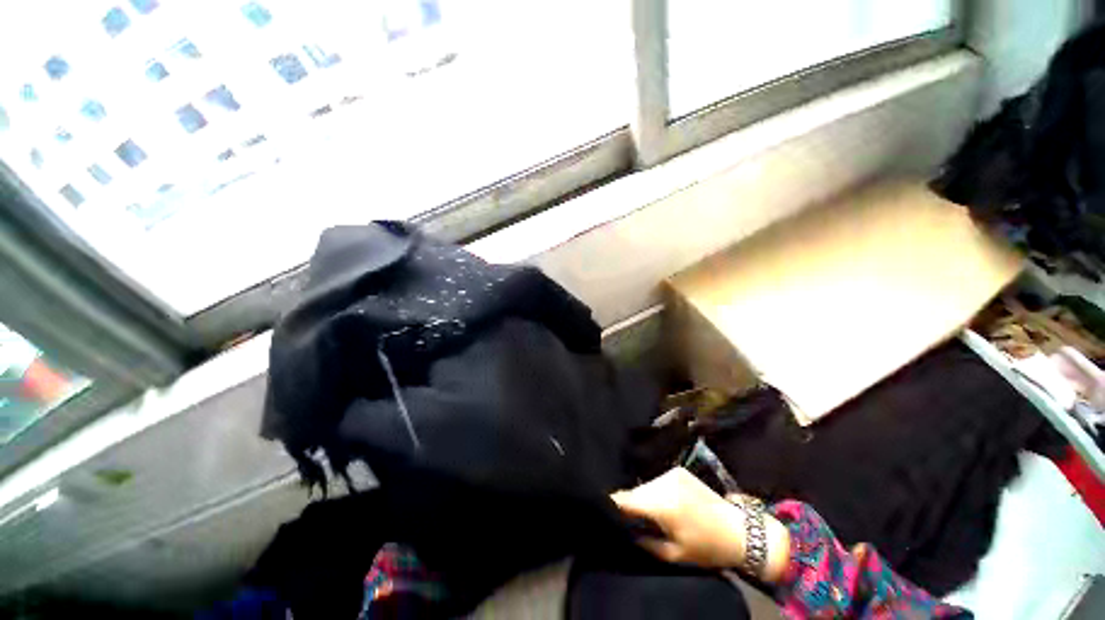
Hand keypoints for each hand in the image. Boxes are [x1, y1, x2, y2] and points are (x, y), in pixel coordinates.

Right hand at [611, 467, 789, 581]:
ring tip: (648, 514)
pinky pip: (658, 481)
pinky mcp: (679, 470)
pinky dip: (655, 491)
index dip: (613, 504)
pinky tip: (663, 504)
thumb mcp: (674, 554)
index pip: (626, 499)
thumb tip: (625, 531)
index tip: (603, 509)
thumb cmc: (707, 547)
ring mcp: (672, 473)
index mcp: (662, 503)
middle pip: (636, 491)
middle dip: (630, 504)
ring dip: (644, 498)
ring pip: (646, 485)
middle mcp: (664, 482)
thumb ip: (645, 541)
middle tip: (629, 519)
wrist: (740, 530)